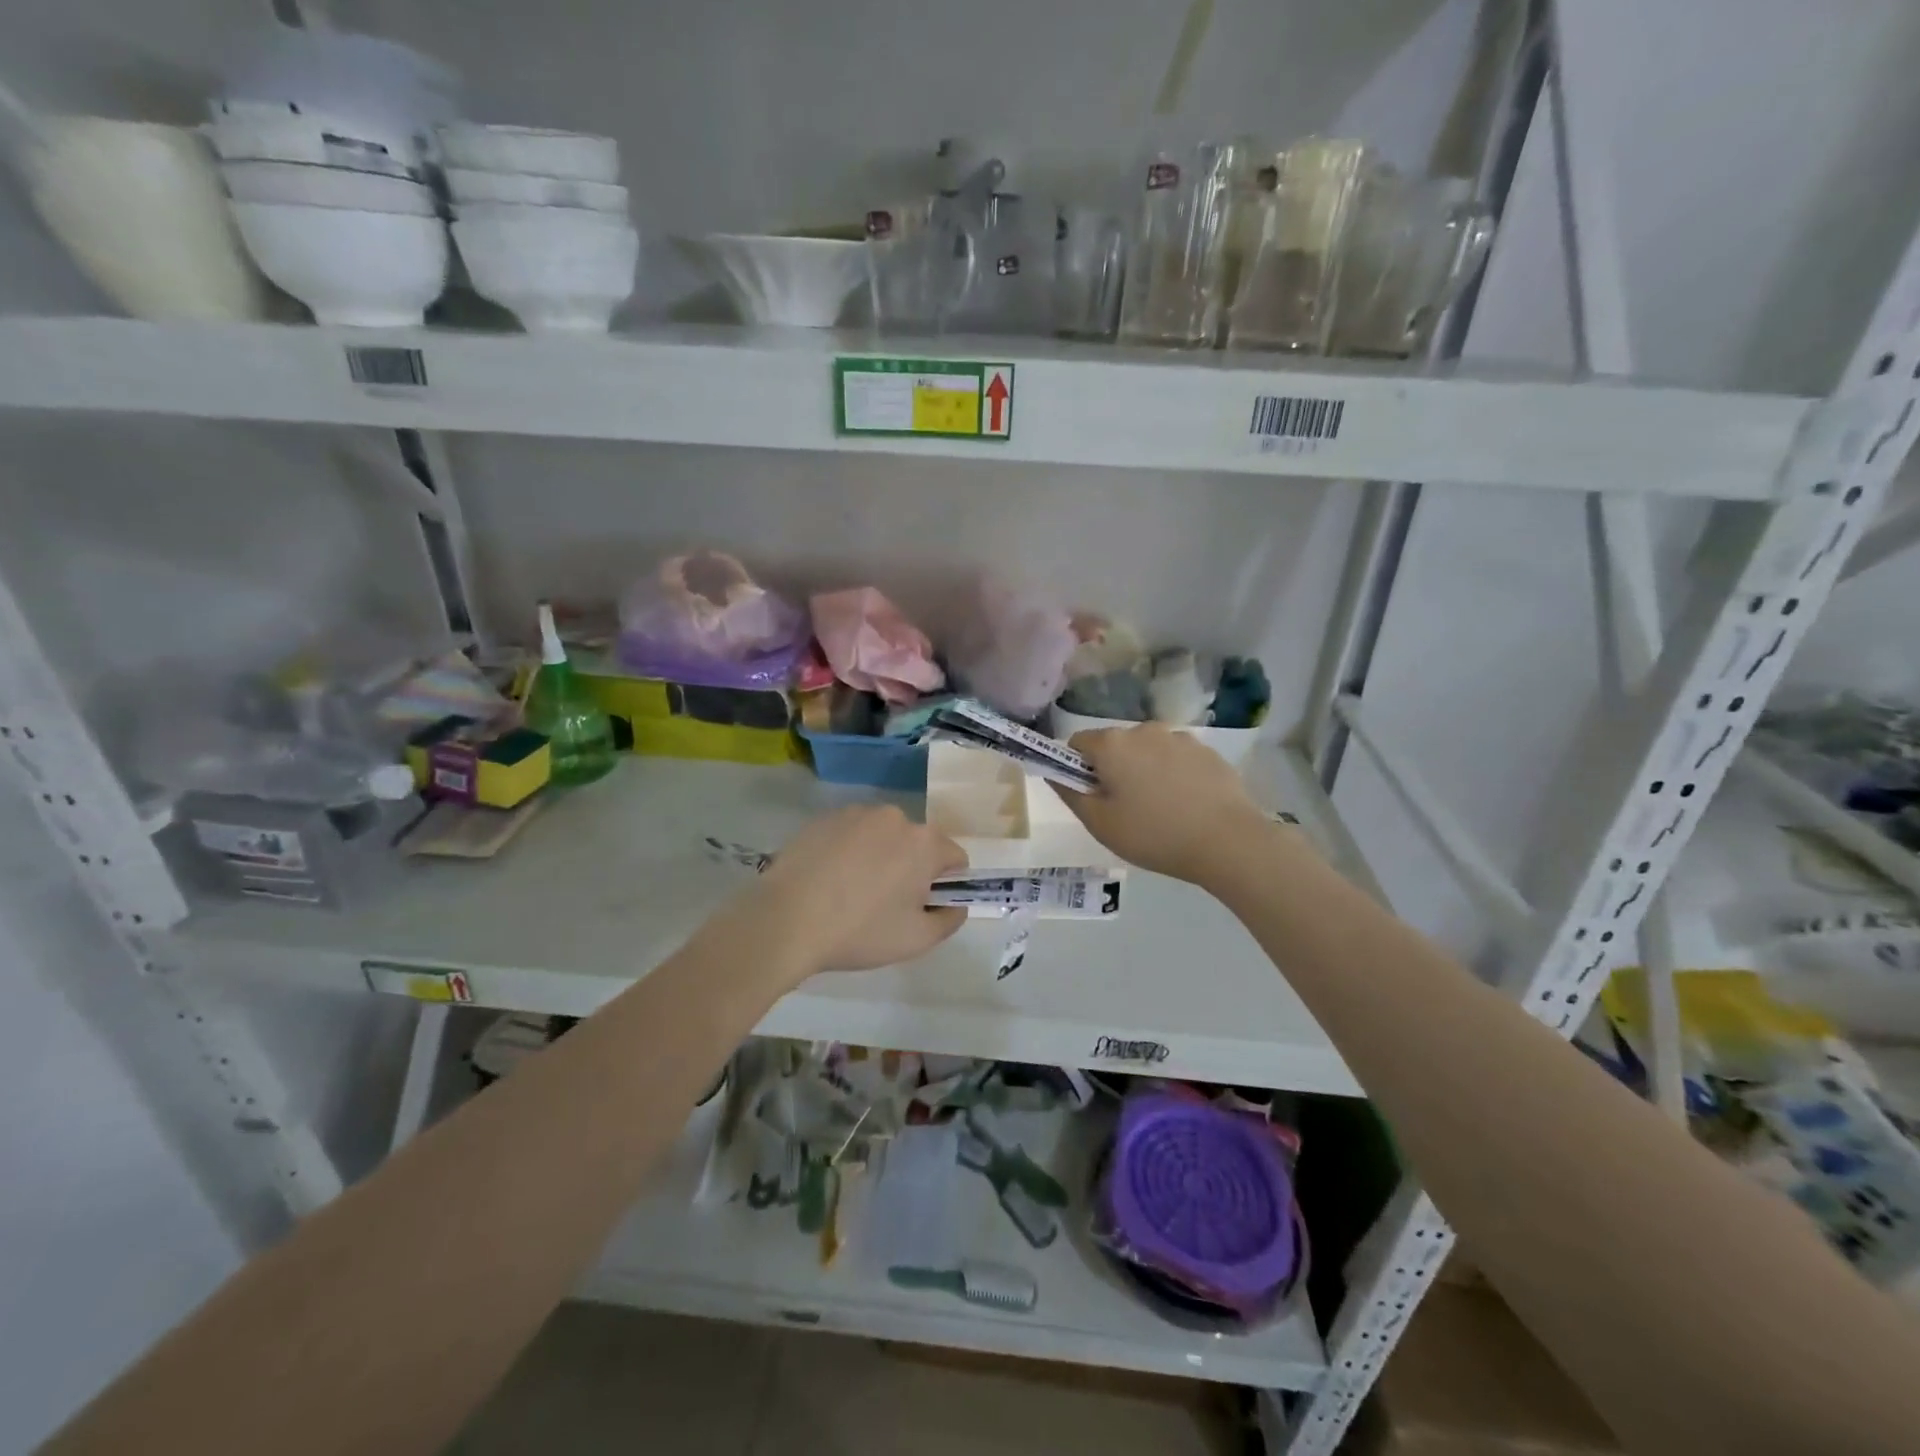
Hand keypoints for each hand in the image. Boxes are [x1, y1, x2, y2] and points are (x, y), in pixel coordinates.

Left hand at [744, 805, 967, 975]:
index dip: (945, 885)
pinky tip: (828, 880)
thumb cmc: (860, 931)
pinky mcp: (823, 818)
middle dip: (910, 868)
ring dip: (879, 857)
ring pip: (882, 836)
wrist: (785, 921)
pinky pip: (850, 834)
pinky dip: (848, 852)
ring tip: (850, 892)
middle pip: (917, 844)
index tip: (920, 907)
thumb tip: (955, 905)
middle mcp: (895, 817)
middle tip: (884, 905)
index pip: (955, 858)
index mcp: (924, 842)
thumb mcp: (917, 939)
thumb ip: (950, 919)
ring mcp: (855, 813)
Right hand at [1054, 725, 1269, 884]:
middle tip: (1123, 808)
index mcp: (1112, 744)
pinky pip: (1176, 758)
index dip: (1075, 767)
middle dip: (1112, 769)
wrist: (1228, 841)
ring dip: (1144, 770)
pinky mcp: (1207, 751)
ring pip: (1147, 750)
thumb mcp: (1100, 824)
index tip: (1089, 795)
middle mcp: (1143, 730)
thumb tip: (1055, 774)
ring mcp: (1179, 738)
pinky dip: (1173, 774)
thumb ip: (1071, 794)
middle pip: (1114, 745)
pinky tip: (1186, 805)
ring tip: (1160, 809)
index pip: (1077, 742)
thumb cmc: (1154, 834)